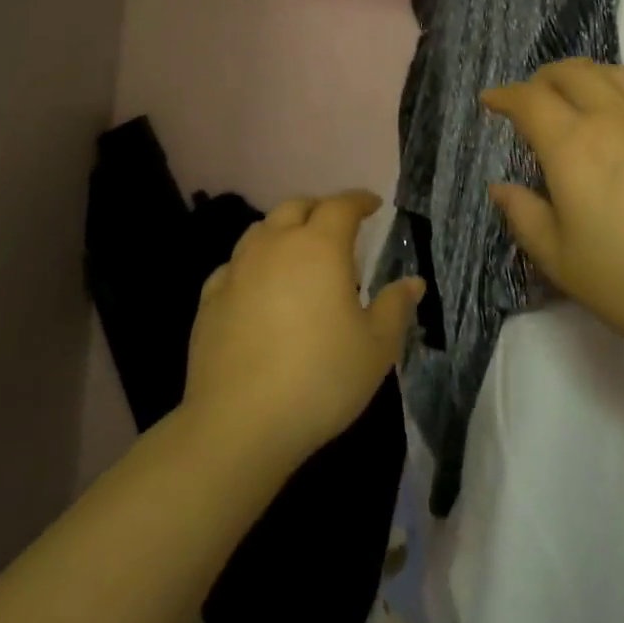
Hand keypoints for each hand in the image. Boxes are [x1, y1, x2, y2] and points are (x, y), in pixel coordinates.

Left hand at [182, 191, 423, 474]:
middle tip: (336, 224)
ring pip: (261, 230)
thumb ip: (394, 308)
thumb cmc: (321, 379)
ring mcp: (237, 269)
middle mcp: (275, 245)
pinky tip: (258, 286)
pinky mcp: (210, 297)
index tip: (373, 204)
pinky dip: (253, 264)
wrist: (240, 422)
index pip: (341, 206)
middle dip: (320, 208)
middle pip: (296, 207)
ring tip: (297, 251)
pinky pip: (235, 265)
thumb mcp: (376, 347)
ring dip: (283, 230)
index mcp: (319, 247)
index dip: (359, 200)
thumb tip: (413, 283)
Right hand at [482, 59, 623, 374]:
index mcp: (573, 146)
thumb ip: (524, 215)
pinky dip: (617, 91)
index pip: (530, 100)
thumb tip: (500, 187)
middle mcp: (613, 120)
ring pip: (613, 73)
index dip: (504, 95)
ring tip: (573, 95)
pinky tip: (619, 120)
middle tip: (529, 98)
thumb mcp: (559, 259)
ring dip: (583, 75)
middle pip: (572, 72)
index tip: (490, 102)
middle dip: (542, 78)